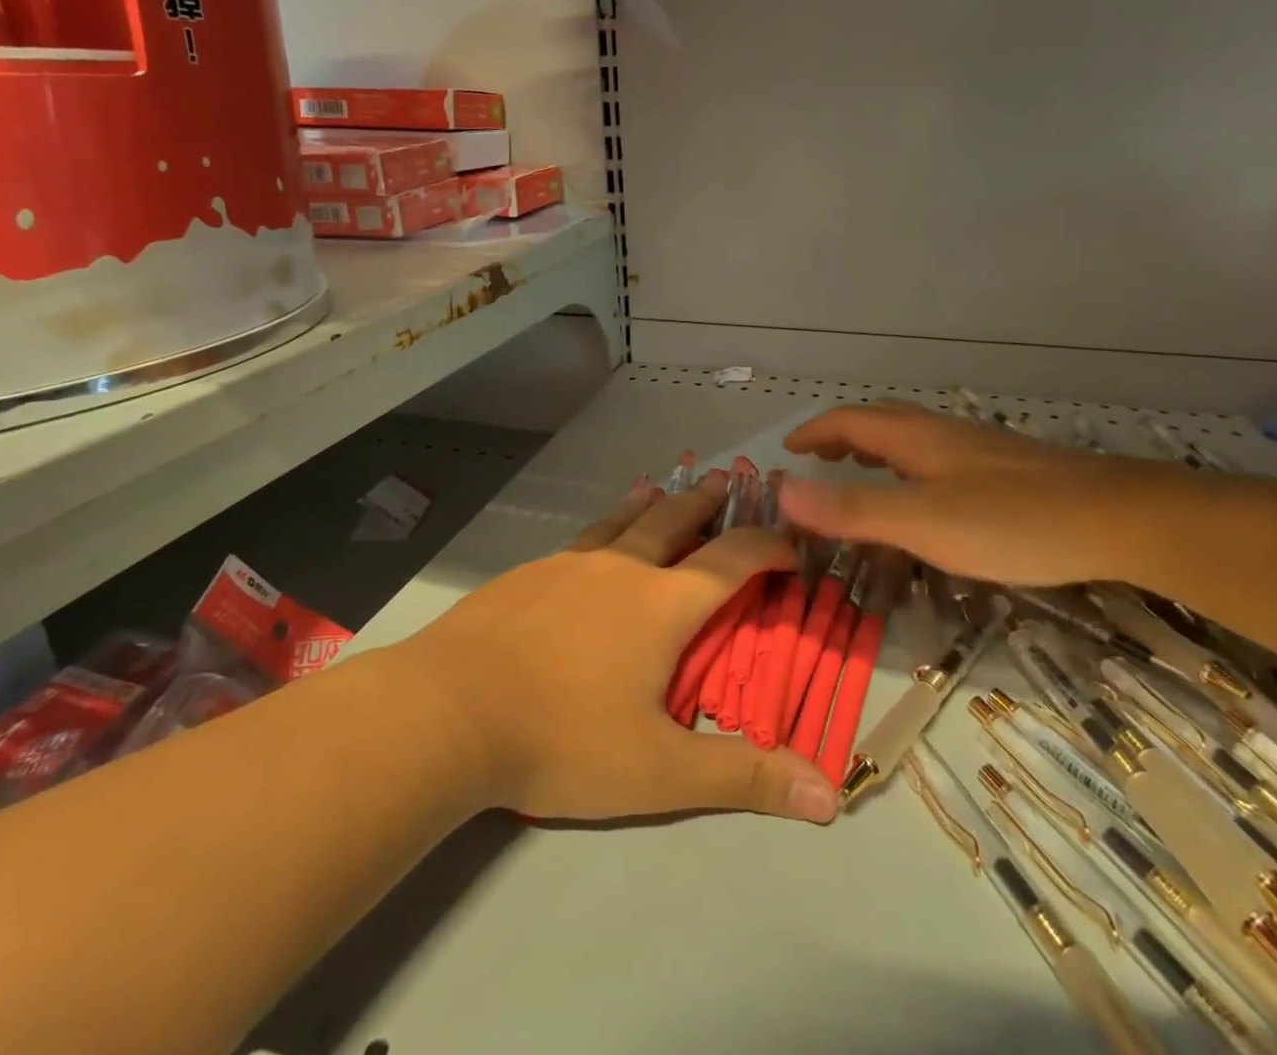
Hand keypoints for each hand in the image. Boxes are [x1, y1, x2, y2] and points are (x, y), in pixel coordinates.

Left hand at [399, 472, 839, 825]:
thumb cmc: (562, 739)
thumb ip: (741, 778)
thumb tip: (828, 795)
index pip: (733, 560)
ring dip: (650, 503)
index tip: (790, 546)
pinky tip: (590, 545)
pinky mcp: (527, 574)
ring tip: (660, 487)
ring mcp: (568, 564)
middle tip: (726, 480)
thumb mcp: (660, 773)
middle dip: (707, 502)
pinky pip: (580, 539)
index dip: (769, 548)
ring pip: (621, 521)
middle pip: (674, 519)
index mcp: (662, 603)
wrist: (448, 709)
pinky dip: (603, 528)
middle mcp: (620, 567)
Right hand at [776, 400, 1202, 588]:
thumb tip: (780, 490)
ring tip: (862, 474)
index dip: (814, 432)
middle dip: (842, 436)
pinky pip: (937, 459)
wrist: (1121, 519)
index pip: (848, 420)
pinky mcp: (1006, 472)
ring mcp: (978, 451)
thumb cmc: (1012, 520)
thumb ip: (851, 509)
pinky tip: (927, 499)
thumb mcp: (921, 521)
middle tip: (820, 460)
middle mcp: (943, 434)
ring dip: (876, 450)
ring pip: (911, 439)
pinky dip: (908, 469)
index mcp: (915, 437)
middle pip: (880, 421)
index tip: (787, 452)